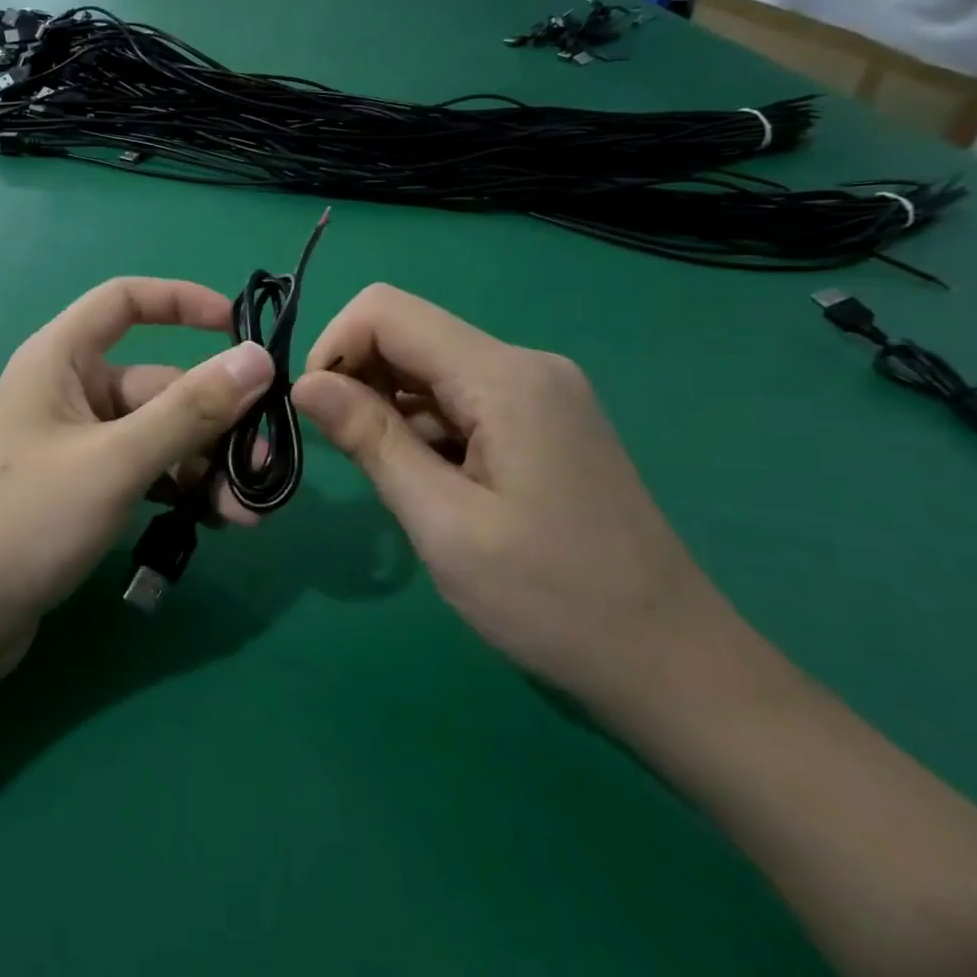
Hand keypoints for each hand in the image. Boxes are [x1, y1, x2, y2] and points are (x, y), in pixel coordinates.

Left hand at [0, 278, 273, 665]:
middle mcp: (69, 394)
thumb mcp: (115, 461)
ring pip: (158, 437)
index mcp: (61, 360)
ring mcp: (76, 447)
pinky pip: (144, 474)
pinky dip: (178, 491)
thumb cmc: (22, 520)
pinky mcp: (81, 493)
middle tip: (264, 468)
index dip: (183, 302)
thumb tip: (258, 358)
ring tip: (244, 515)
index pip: (125, 302)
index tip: (240, 330)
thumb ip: (189, 411)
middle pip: (158, 385)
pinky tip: (212, 524)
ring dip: (205, 467)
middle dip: (215, 423)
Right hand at [292, 284, 731, 710]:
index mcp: (504, 377)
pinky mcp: (543, 423)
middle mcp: (524, 366)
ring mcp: (540, 393)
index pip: (386, 312)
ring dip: (390, 411)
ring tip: (398, 486)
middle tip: (349, 457)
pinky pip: (460, 401)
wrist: (672, 665)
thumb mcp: (443, 524)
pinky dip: (425, 429)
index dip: (334, 348)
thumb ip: (371, 440)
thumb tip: (304, 383)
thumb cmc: (552, 600)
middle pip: (409, 334)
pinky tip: (434, 487)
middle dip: (358, 381)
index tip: (317, 415)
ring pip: (430, 371)